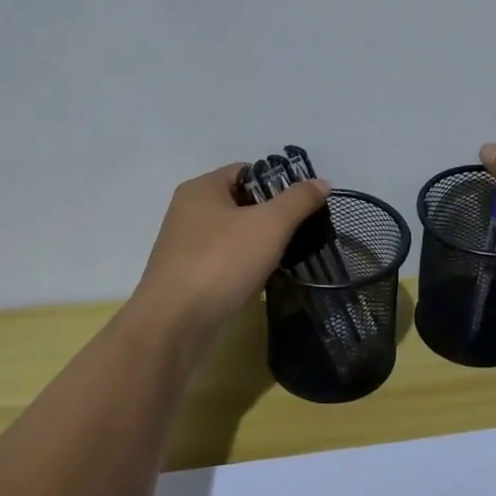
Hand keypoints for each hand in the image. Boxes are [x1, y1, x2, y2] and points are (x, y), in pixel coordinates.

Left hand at [132, 163, 330, 332]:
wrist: (174, 324)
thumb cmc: (221, 262)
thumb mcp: (269, 225)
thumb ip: (298, 200)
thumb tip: (321, 182)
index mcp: (202, 188)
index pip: (247, 171)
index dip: (278, 183)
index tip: (303, 205)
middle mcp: (188, 211)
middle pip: (241, 202)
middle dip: (271, 215)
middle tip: (300, 231)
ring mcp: (185, 245)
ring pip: (233, 233)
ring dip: (259, 243)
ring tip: (287, 256)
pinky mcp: (186, 275)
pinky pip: (223, 259)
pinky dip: (244, 265)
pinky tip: (262, 278)